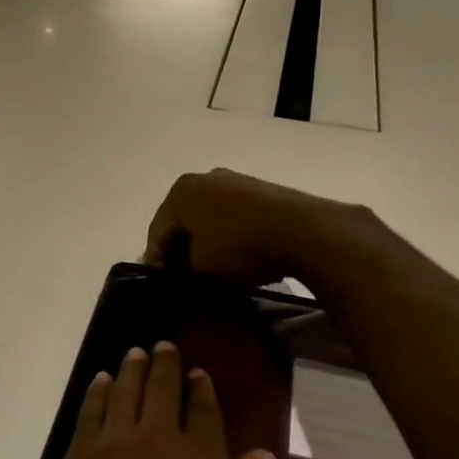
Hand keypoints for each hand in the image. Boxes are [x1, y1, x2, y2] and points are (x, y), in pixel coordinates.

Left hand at [33, 342, 274, 458]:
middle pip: (161, 390)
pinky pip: (90, 412)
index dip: (202, 389)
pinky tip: (102, 381)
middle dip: (165, 365)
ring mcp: (112, 445)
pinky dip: (98, 392)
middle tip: (164, 346)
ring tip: (135, 352)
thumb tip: (261, 454)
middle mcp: (156, 439)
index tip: (199, 372)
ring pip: (125, 391)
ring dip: (132, 369)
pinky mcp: (77, 458)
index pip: (204, 411)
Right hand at [144, 168, 398, 296]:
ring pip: (208, 214)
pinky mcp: (260, 188)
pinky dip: (228, 232)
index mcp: (180, 192)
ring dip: (206, 238)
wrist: (303, 230)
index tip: (157, 281)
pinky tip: (236, 252)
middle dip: (180, 245)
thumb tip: (179, 267)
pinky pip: (232, 213)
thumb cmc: (240, 246)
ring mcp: (234, 180)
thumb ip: (181, 268)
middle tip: (181, 273)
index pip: (157, 229)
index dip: (155, 258)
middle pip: (183, 218)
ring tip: (210, 265)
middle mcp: (203, 178)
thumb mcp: (201, 267)